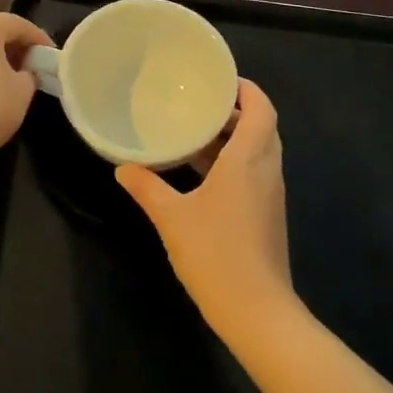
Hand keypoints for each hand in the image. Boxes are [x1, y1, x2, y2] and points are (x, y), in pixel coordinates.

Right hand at [116, 79, 295, 338]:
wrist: (257, 312)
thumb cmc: (216, 254)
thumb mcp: (172, 217)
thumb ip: (147, 188)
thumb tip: (122, 167)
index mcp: (249, 161)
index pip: (262, 110)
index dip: (246, 90)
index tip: (220, 80)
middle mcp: (266, 171)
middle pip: (262, 127)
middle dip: (236, 111)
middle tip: (200, 103)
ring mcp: (269, 195)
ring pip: (259, 151)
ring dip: (233, 138)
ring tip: (195, 132)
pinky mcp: (267, 216)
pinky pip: (254, 173)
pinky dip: (233, 162)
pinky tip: (201, 173)